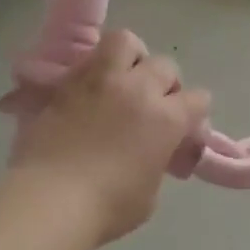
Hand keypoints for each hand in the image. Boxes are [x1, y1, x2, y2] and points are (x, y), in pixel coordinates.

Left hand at [8, 29, 211, 245]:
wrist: (51, 200)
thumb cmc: (109, 207)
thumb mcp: (150, 192)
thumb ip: (157, 161)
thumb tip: (151, 153)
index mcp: (166, 118)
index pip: (198, 99)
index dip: (195, 114)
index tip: (185, 130)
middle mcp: (137, 89)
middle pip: (165, 66)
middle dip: (166, 84)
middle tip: (153, 106)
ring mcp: (99, 81)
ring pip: (125, 42)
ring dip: (131, 58)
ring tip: (122, 81)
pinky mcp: (65, 83)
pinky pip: (88, 61)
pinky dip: (95, 71)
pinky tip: (90, 94)